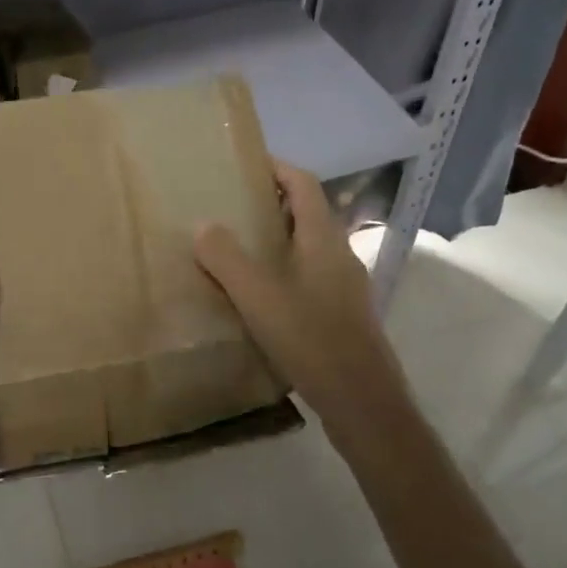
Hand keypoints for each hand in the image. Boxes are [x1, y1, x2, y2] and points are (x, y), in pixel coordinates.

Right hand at [194, 161, 414, 444]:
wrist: (363, 403)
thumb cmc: (311, 339)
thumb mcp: (258, 296)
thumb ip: (227, 258)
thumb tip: (204, 225)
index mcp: (323, 239)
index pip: (304, 184)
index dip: (277, 167)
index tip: (245, 164)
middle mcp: (340, 255)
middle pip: (308, 213)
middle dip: (271, 204)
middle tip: (230, 208)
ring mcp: (345, 287)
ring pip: (309, 248)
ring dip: (277, 240)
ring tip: (238, 250)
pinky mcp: (343, 315)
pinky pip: (310, 277)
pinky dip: (284, 271)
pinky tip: (259, 297)